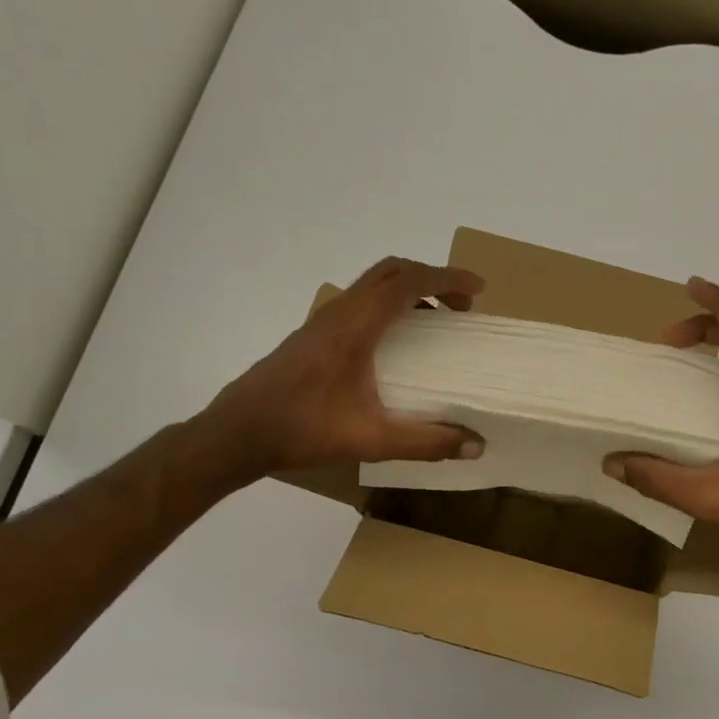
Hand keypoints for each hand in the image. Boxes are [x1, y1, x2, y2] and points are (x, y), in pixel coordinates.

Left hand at [181, 257, 486, 493]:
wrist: (238, 432)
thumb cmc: (303, 429)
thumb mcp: (372, 440)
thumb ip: (427, 442)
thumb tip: (476, 447)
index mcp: (356, 326)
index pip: (409, 283)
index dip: (448, 279)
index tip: (479, 290)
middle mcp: (339, 312)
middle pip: (392, 271)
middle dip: (433, 280)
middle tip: (462, 307)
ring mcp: (322, 321)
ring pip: (372, 284)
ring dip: (409, 291)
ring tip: (435, 322)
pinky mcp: (313, 334)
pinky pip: (359, 301)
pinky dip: (388, 305)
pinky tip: (394, 344)